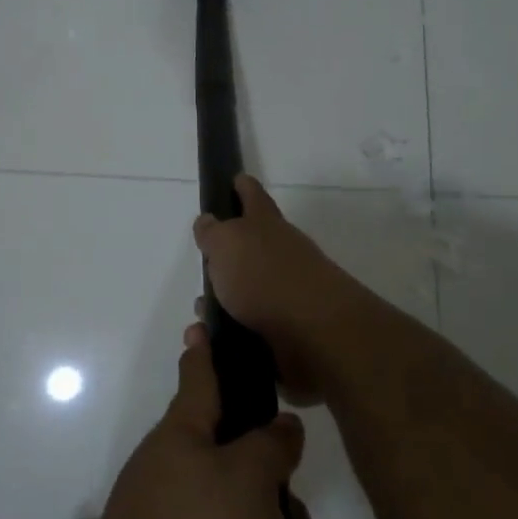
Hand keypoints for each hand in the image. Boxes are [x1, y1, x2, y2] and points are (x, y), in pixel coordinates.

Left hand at [67, 331, 306, 518]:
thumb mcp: (246, 481)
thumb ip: (269, 446)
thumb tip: (279, 424)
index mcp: (181, 438)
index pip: (197, 378)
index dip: (204, 350)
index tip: (200, 323)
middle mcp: (169, 477)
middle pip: (228, 460)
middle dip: (271, 487)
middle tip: (300, 517)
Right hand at [192, 174, 367, 403]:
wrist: (314, 333)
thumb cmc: (264, 276)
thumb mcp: (226, 243)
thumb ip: (213, 232)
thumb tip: (209, 221)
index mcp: (266, 224)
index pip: (253, 195)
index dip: (243, 187)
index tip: (235, 180)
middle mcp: (283, 252)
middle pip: (255, 244)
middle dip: (231, 253)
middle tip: (206, 262)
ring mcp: (291, 291)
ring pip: (253, 288)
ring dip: (229, 298)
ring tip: (203, 312)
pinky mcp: (291, 328)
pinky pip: (256, 324)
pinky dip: (237, 329)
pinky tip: (218, 339)